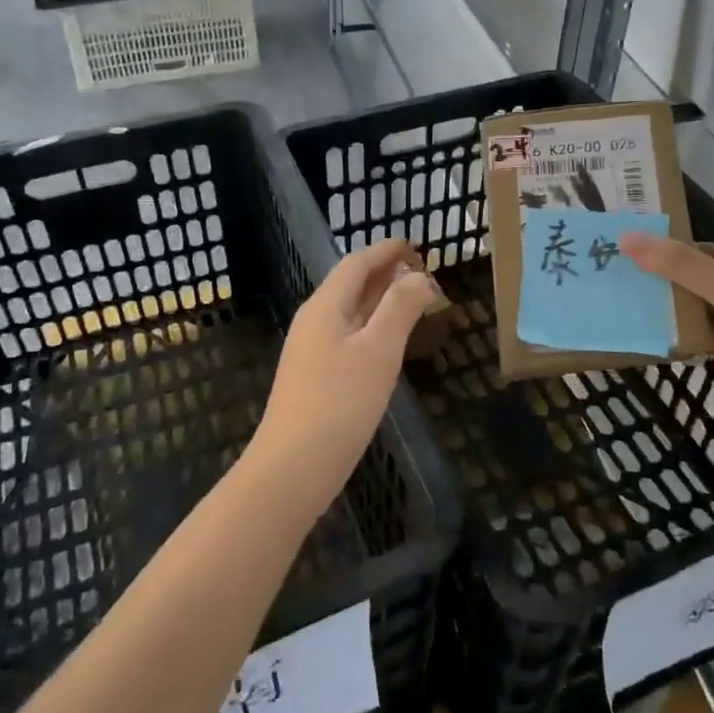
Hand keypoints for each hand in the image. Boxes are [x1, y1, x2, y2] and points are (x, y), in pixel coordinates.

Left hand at [242, 239, 438, 514]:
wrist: (292, 468)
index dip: (386, 250)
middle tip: (421, 269)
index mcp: (325, 306)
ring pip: (350, 311)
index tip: (415, 244)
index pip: (357, 263)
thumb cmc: (339, 403)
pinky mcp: (315, 378)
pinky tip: (388, 341)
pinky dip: (373, 326)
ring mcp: (311, 351)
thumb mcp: (379, 350)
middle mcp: (314, 321)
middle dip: (384, 272)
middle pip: (350, 284)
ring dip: (380, 299)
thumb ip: (401, 308)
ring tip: (411, 298)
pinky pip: (348, 335)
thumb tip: (421, 276)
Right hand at [620, 235, 713, 457]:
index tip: (617, 250)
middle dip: (657, 281)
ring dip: (663, 311)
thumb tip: (627, 238)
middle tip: (603, 277)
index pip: (699, 250)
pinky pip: (700, 342)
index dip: (662, 249)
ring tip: (610, 304)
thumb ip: (682, 266)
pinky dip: (675, 339)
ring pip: (696, 313)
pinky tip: (639, 337)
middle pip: (694, 281)